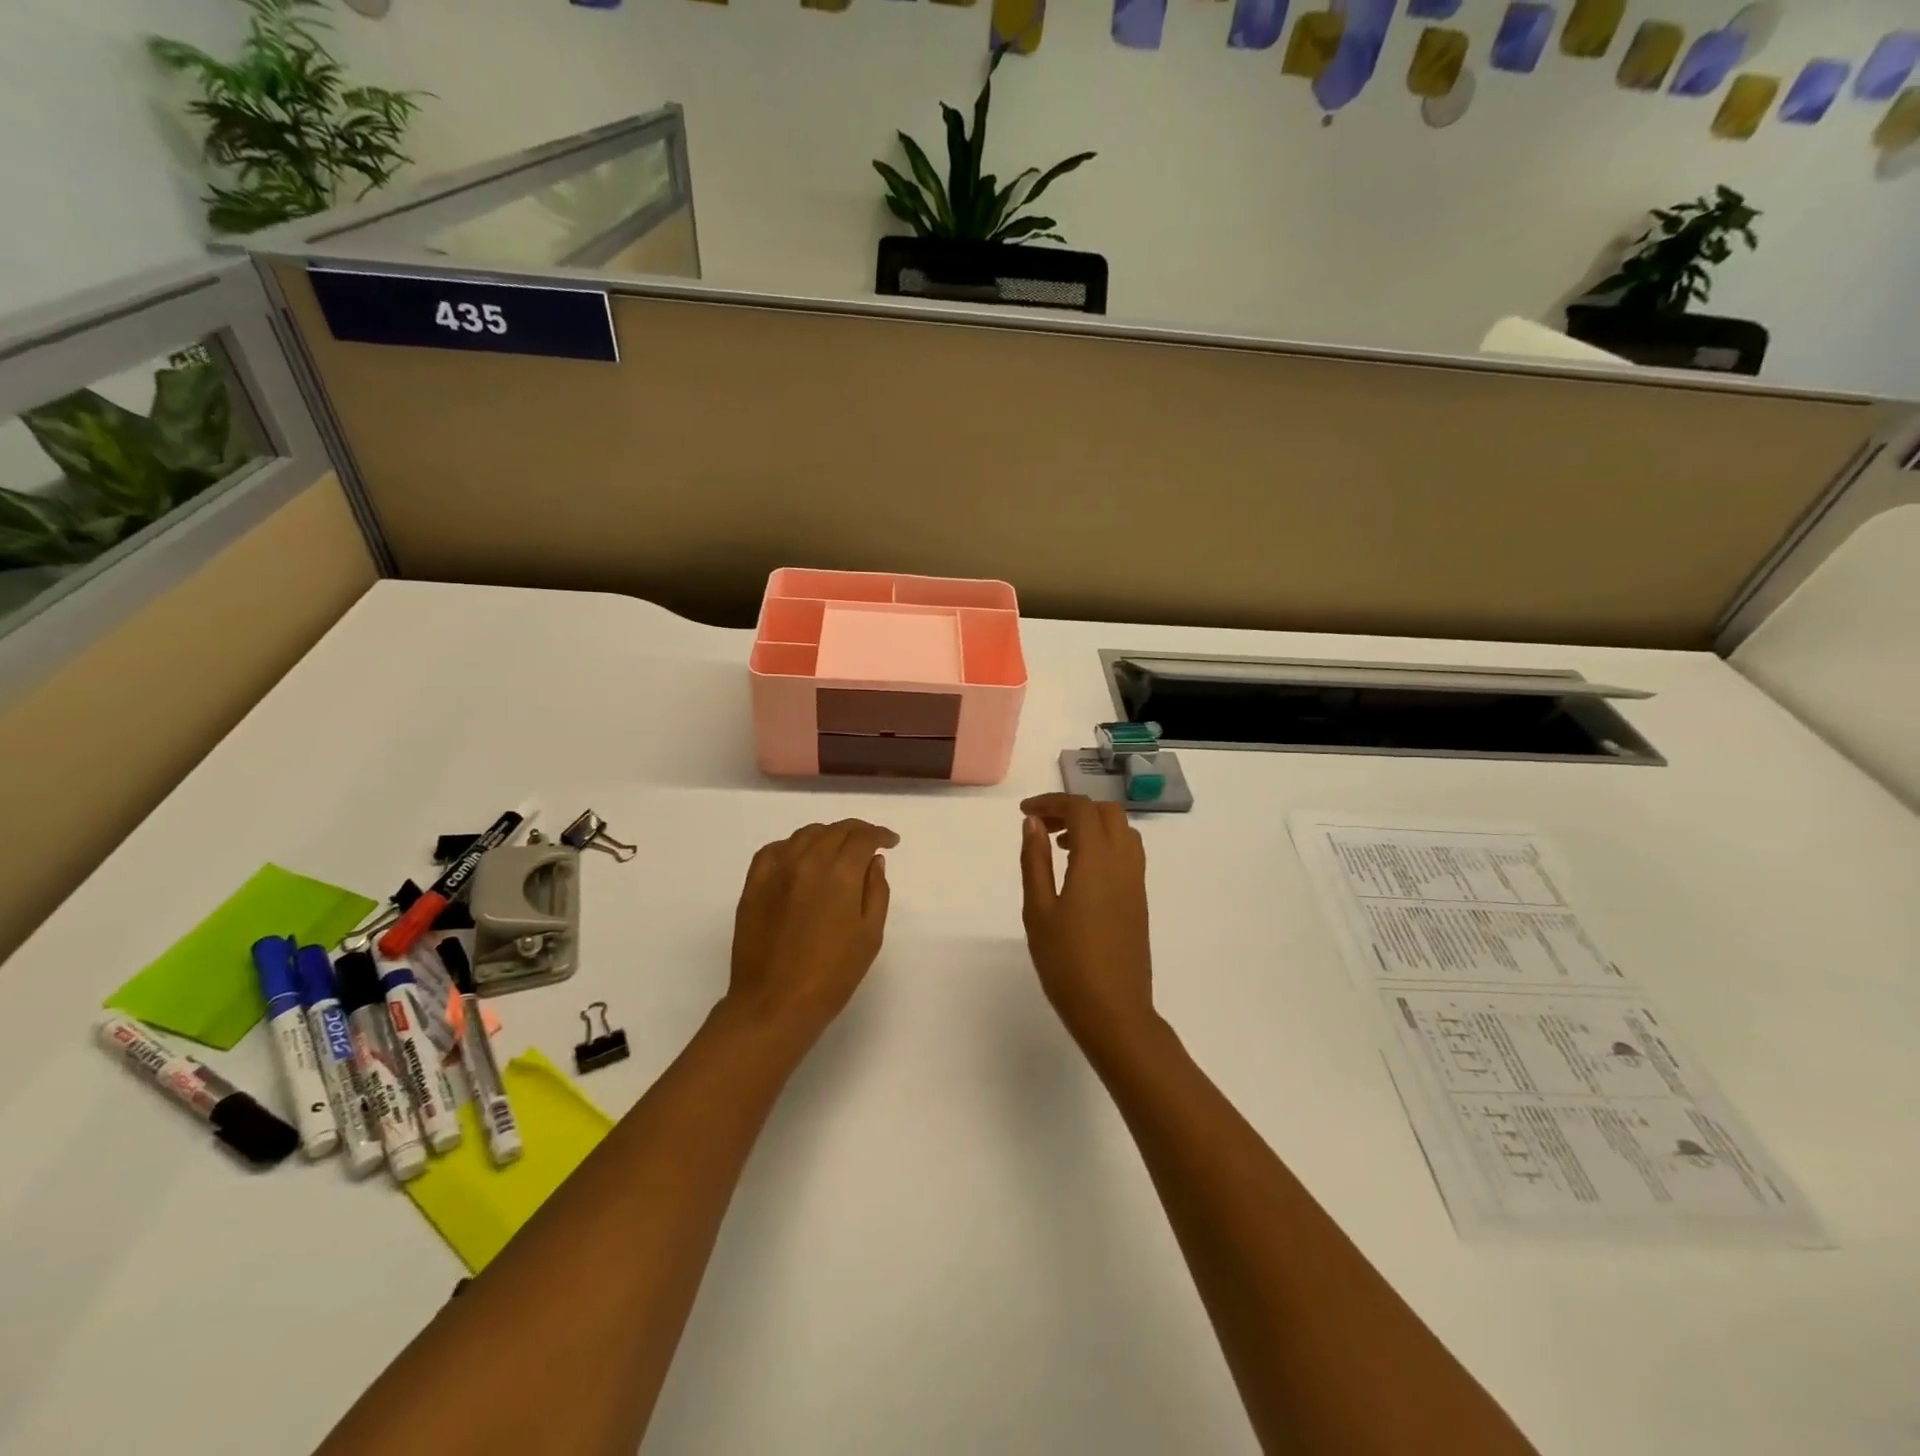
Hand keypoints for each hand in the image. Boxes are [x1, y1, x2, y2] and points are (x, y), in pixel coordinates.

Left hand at [725, 818, 898, 1044]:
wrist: (775, 1004)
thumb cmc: (832, 975)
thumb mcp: (870, 935)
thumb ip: (876, 891)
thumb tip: (873, 861)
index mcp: (840, 873)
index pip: (862, 837)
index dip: (880, 835)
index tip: (890, 842)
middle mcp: (807, 861)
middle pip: (835, 831)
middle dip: (856, 832)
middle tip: (868, 843)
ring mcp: (776, 871)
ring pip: (805, 835)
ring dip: (827, 835)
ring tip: (837, 849)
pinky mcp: (753, 885)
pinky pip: (773, 850)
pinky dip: (792, 846)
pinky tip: (799, 858)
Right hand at [1019, 794, 1156, 1050]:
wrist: (1114, 1010)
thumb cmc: (1067, 963)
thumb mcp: (1039, 910)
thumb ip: (1035, 861)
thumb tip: (1033, 823)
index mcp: (1097, 860)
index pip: (1080, 809)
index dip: (1051, 802)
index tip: (1024, 813)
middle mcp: (1123, 862)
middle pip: (1106, 812)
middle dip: (1073, 809)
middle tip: (1042, 827)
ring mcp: (1136, 881)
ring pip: (1122, 830)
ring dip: (1092, 825)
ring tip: (1060, 846)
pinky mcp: (1140, 899)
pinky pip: (1128, 853)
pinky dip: (1105, 844)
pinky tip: (1080, 870)